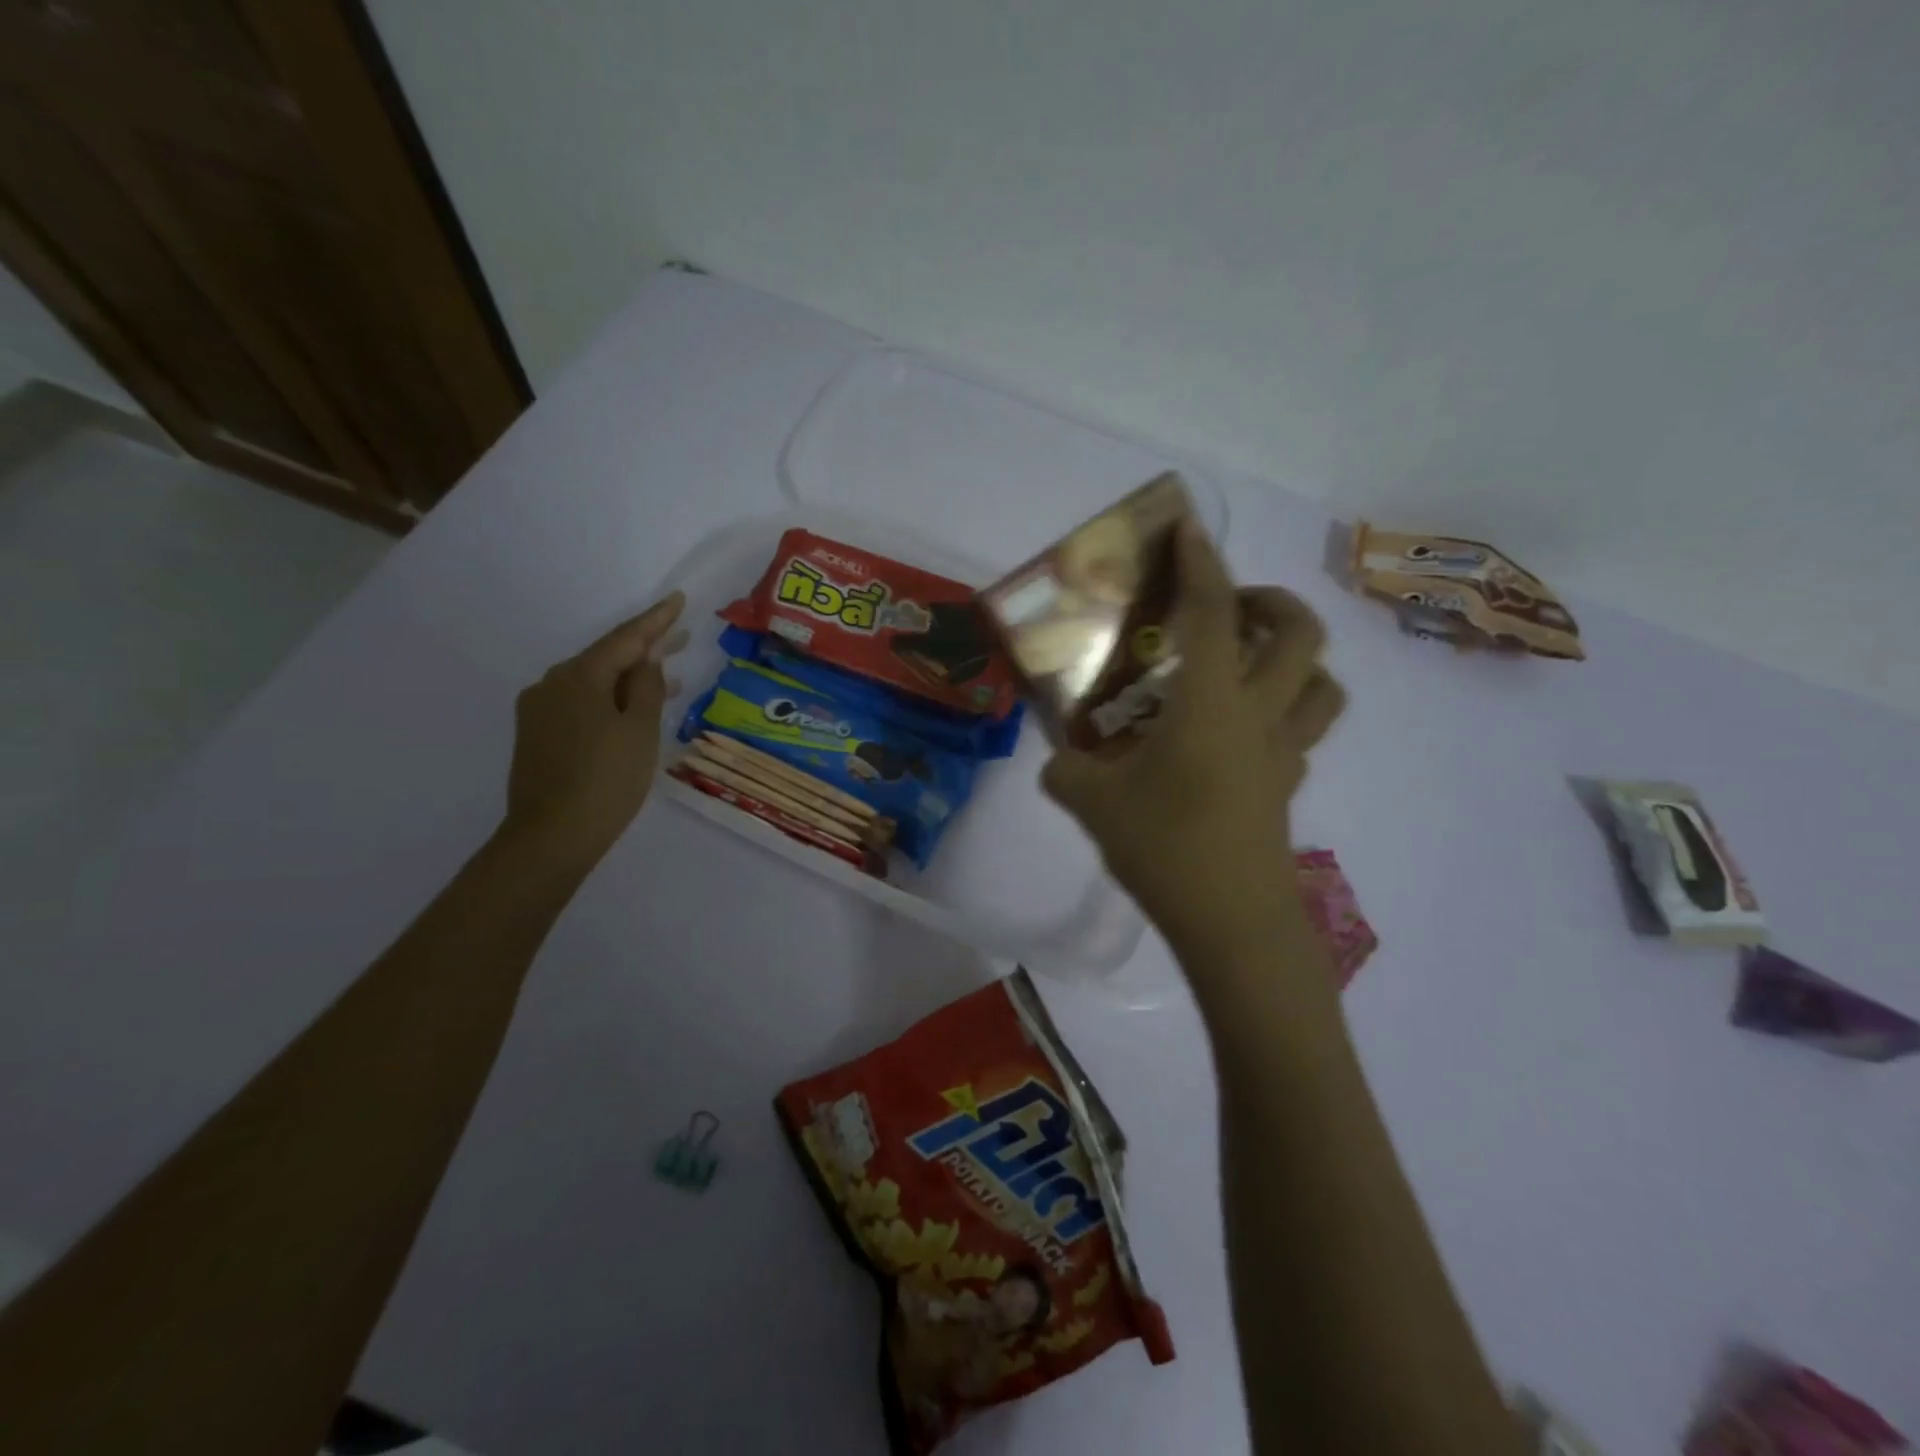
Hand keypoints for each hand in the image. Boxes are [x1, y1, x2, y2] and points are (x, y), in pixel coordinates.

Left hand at [502, 592, 688, 861]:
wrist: (551, 836)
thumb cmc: (606, 780)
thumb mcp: (640, 730)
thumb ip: (647, 686)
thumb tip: (650, 655)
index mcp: (579, 677)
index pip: (625, 638)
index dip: (656, 620)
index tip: (678, 599)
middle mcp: (553, 684)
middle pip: (607, 657)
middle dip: (646, 647)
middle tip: (683, 636)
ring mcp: (541, 710)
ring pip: (595, 682)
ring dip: (630, 677)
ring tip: (668, 675)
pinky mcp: (539, 734)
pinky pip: (582, 702)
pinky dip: (611, 698)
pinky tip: (632, 708)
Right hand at [1042, 523, 1343, 958]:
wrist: (1234, 925)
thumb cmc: (1166, 850)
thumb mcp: (1092, 804)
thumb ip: (1066, 771)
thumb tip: (1057, 761)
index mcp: (1210, 704)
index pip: (1212, 612)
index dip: (1200, 561)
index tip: (1187, 527)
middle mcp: (1258, 715)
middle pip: (1298, 633)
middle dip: (1268, 600)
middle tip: (1226, 607)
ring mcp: (1283, 752)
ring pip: (1322, 682)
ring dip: (1294, 655)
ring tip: (1246, 661)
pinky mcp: (1287, 786)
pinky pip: (1304, 727)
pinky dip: (1284, 707)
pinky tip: (1238, 729)